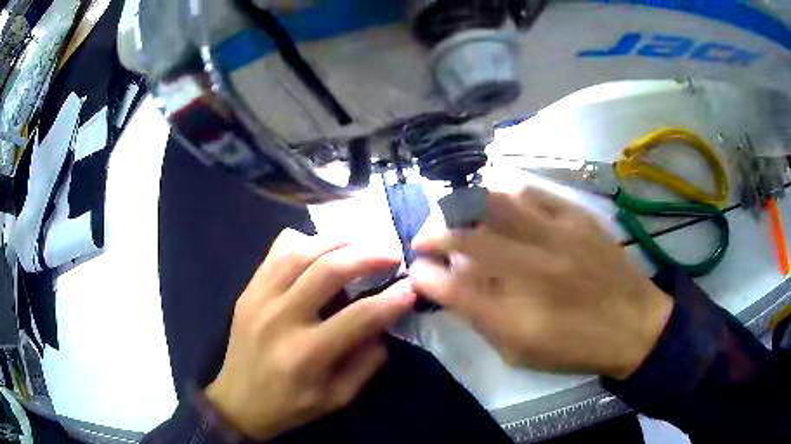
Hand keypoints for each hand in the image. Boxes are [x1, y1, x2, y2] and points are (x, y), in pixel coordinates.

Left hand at [205, 229, 415, 438]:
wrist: (237, 402)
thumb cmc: (289, 406)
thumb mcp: (336, 398)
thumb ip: (365, 364)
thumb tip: (384, 326)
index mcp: (306, 354)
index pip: (359, 317)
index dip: (392, 300)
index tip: (413, 288)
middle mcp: (281, 318)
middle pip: (328, 270)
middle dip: (368, 255)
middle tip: (392, 254)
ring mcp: (260, 298)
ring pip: (301, 250)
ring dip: (338, 241)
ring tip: (363, 243)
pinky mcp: (248, 290)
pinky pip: (276, 251)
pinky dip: (304, 241)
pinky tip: (321, 248)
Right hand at [410, 188, 672, 379]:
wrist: (635, 325)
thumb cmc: (575, 347)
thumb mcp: (521, 351)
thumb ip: (482, 318)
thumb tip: (449, 287)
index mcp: (517, 315)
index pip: (452, 286)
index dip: (424, 275)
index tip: (416, 270)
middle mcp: (533, 270)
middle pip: (466, 235)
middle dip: (432, 233)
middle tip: (425, 239)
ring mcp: (558, 235)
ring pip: (495, 202)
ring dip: (464, 207)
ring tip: (457, 216)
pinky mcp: (577, 217)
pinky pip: (531, 192)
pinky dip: (505, 195)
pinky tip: (500, 205)